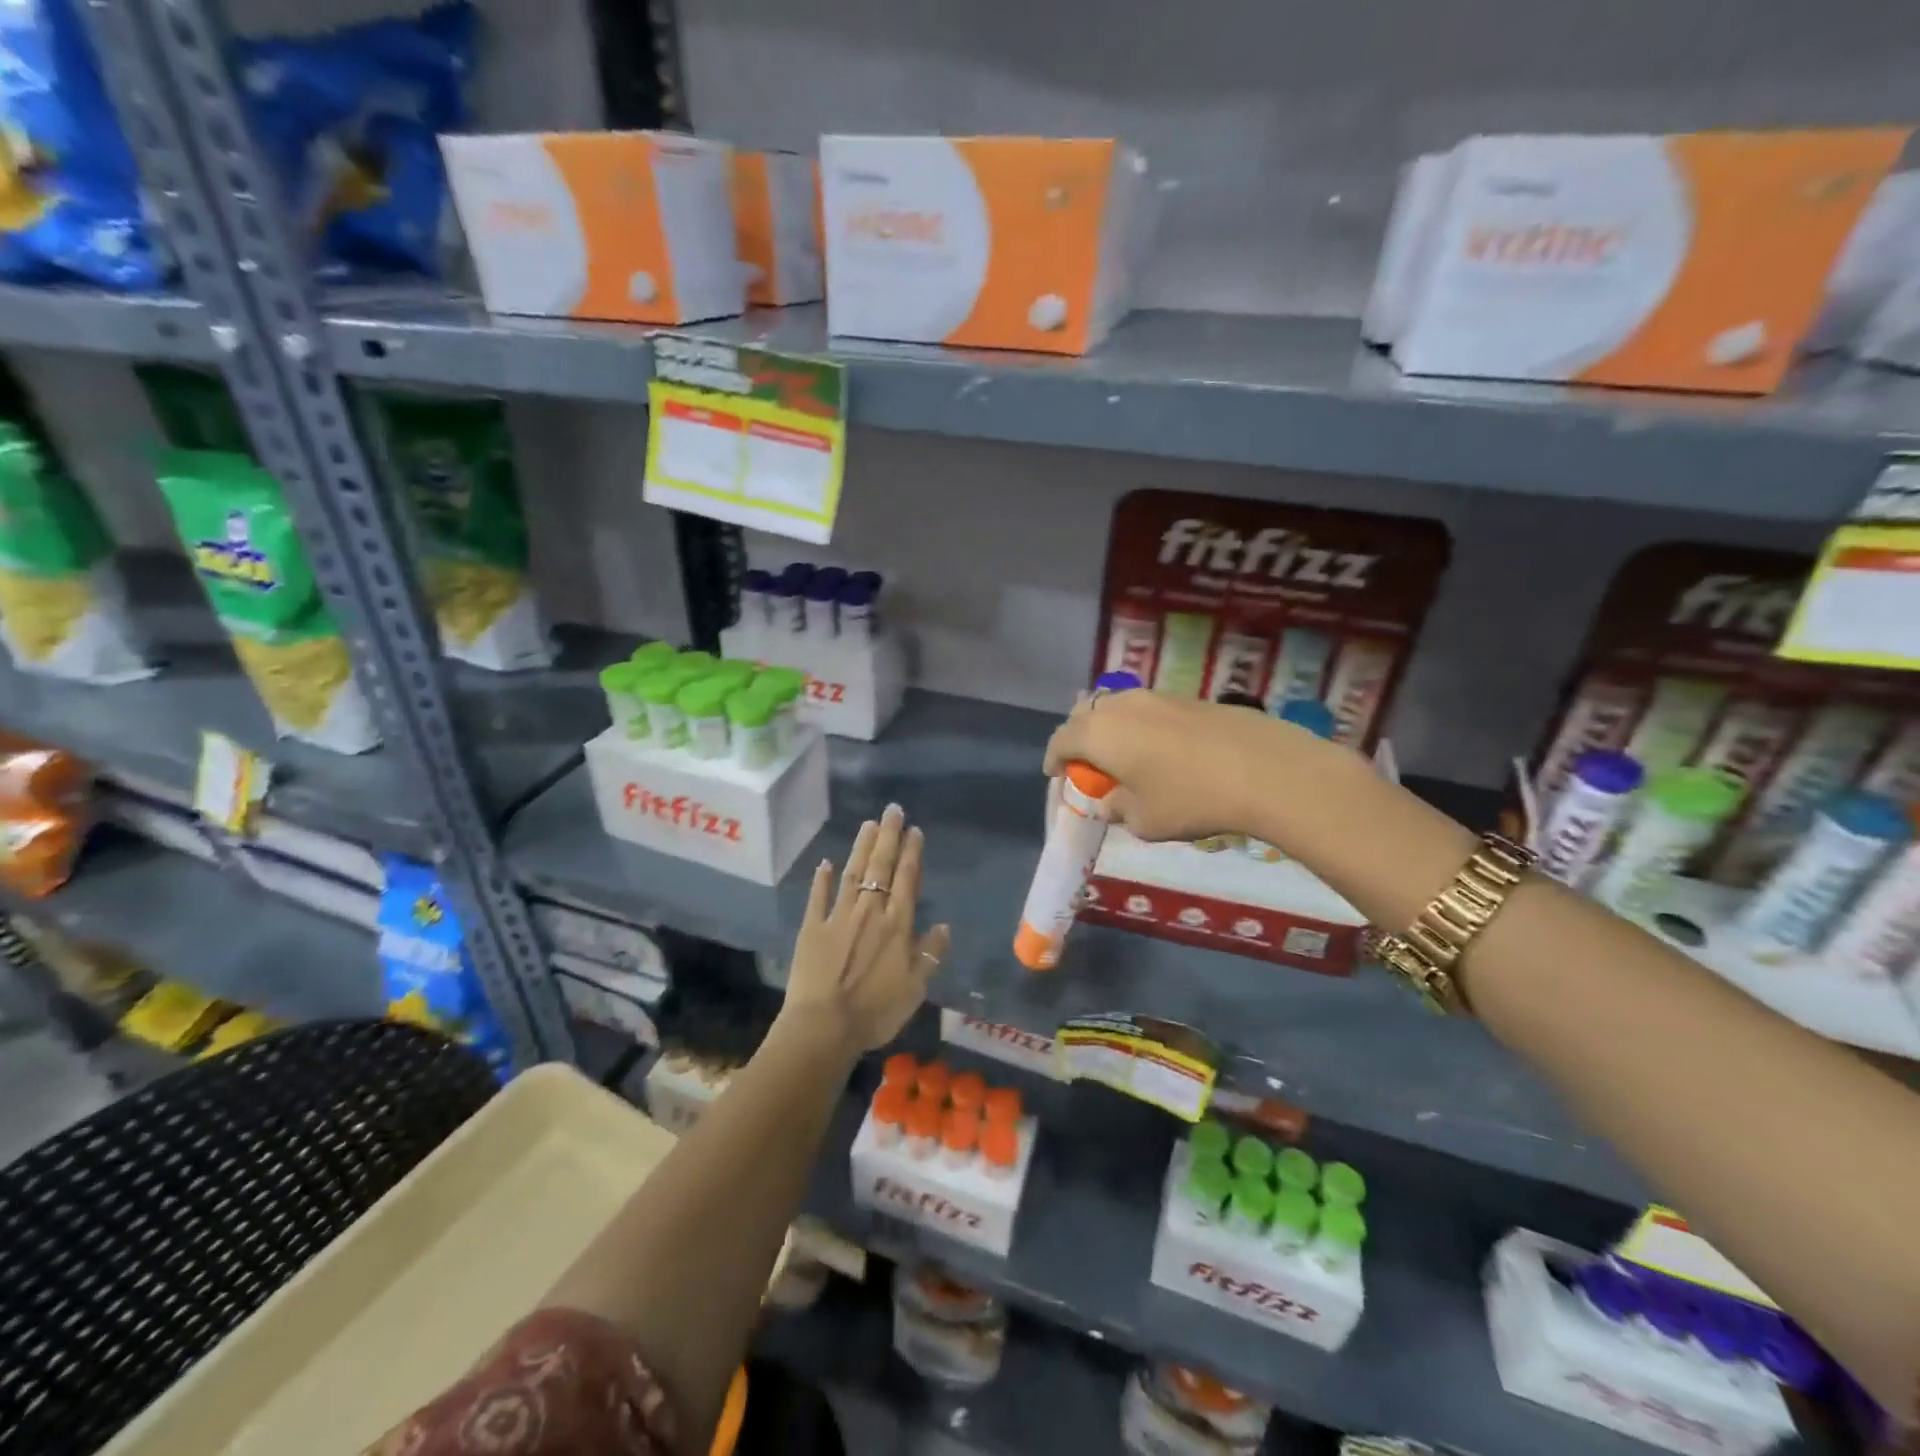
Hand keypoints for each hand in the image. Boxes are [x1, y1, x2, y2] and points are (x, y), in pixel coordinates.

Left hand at [780, 804, 949, 1053]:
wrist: (824, 1027)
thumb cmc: (875, 1011)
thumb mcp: (915, 989)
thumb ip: (930, 954)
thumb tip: (944, 926)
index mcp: (897, 925)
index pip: (907, 880)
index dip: (911, 853)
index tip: (914, 830)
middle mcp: (869, 912)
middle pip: (880, 867)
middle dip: (888, 837)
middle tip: (892, 810)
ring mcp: (838, 917)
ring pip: (852, 874)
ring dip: (861, 848)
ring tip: (868, 824)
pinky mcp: (812, 929)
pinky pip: (818, 898)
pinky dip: (822, 879)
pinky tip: (825, 863)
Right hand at [1042, 690, 1309, 841]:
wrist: (1265, 769)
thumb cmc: (1190, 799)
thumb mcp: (1143, 820)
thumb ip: (1116, 809)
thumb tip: (1108, 802)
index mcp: (1098, 733)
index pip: (1061, 740)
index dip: (1054, 759)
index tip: (1056, 775)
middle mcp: (1121, 705)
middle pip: (1085, 714)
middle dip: (1079, 738)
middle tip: (1089, 765)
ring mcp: (1157, 696)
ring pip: (1118, 707)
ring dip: (1111, 729)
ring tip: (1125, 757)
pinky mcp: (1188, 698)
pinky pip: (1148, 710)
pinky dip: (1141, 727)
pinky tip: (1162, 751)